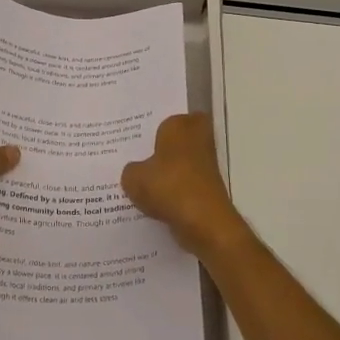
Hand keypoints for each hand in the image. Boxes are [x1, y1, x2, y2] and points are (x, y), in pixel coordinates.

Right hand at [121, 113, 252, 259]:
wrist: (204, 221)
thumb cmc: (169, 186)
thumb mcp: (133, 177)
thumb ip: (130, 170)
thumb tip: (135, 171)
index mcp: (179, 125)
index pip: (166, 118)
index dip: (153, 128)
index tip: (136, 140)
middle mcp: (197, 138)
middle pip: (176, 140)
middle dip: (161, 149)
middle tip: (136, 159)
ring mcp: (206, 164)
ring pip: (180, 163)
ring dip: (167, 172)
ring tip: (139, 183)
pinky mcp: (208, 188)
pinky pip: (184, 184)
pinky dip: (173, 192)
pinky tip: (153, 203)